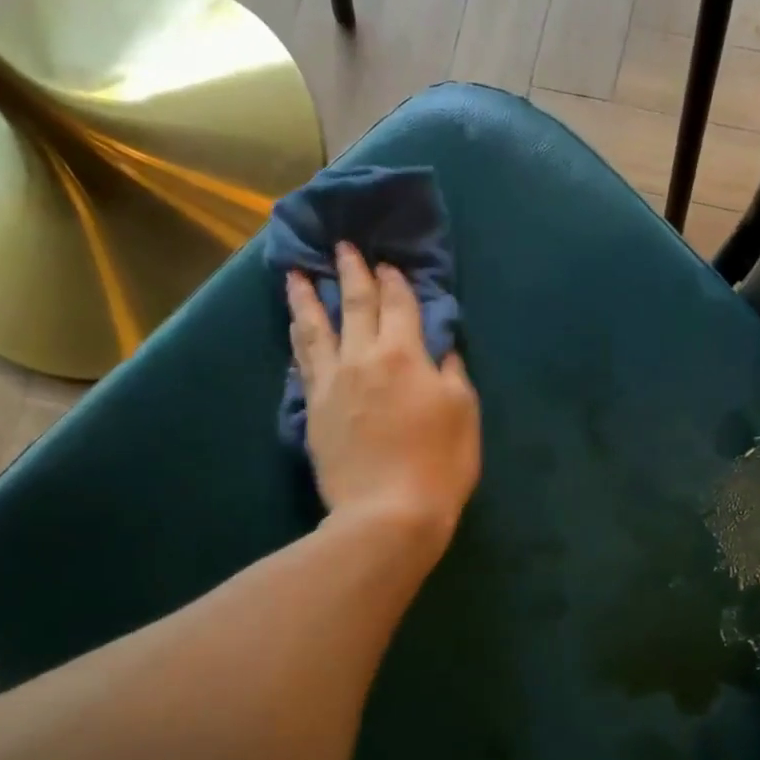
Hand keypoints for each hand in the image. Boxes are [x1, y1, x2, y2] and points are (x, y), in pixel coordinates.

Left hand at [286, 243, 480, 550]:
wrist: (388, 512)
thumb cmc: (439, 463)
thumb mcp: (463, 413)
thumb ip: (450, 373)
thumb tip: (440, 348)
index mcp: (405, 354)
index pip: (399, 305)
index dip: (395, 281)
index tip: (387, 263)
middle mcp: (363, 358)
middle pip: (356, 305)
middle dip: (351, 273)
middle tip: (342, 247)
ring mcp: (332, 383)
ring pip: (316, 328)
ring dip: (308, 298)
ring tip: (296, 275)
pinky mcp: (313, 410)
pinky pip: (303, 364)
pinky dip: (299, 341)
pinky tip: (296, 332)